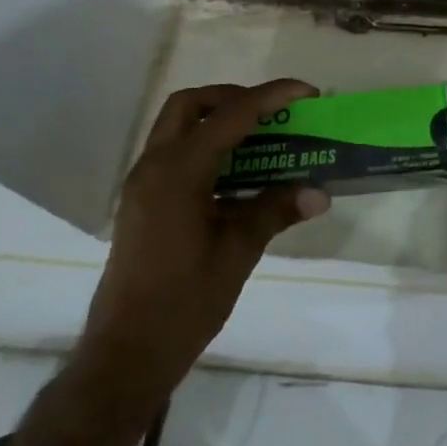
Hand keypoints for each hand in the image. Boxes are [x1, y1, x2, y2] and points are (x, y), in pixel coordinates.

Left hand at [78, 80, 329, 405]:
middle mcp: (154, 167)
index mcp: (178, 172)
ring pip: (179, 128)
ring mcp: (143, 185)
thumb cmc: (184, 302)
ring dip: (219, 123)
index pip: (230, 115)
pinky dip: (207, 150)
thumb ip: (276, 211)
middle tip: (273, 114)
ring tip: (263, 141)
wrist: (127, 353)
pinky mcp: (143, 203)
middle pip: (191, 105)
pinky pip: (176, 156)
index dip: (271, 97)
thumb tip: (320, 192)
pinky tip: (239, 178)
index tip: (307, 92)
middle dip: (234, 98)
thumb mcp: (238, 252)